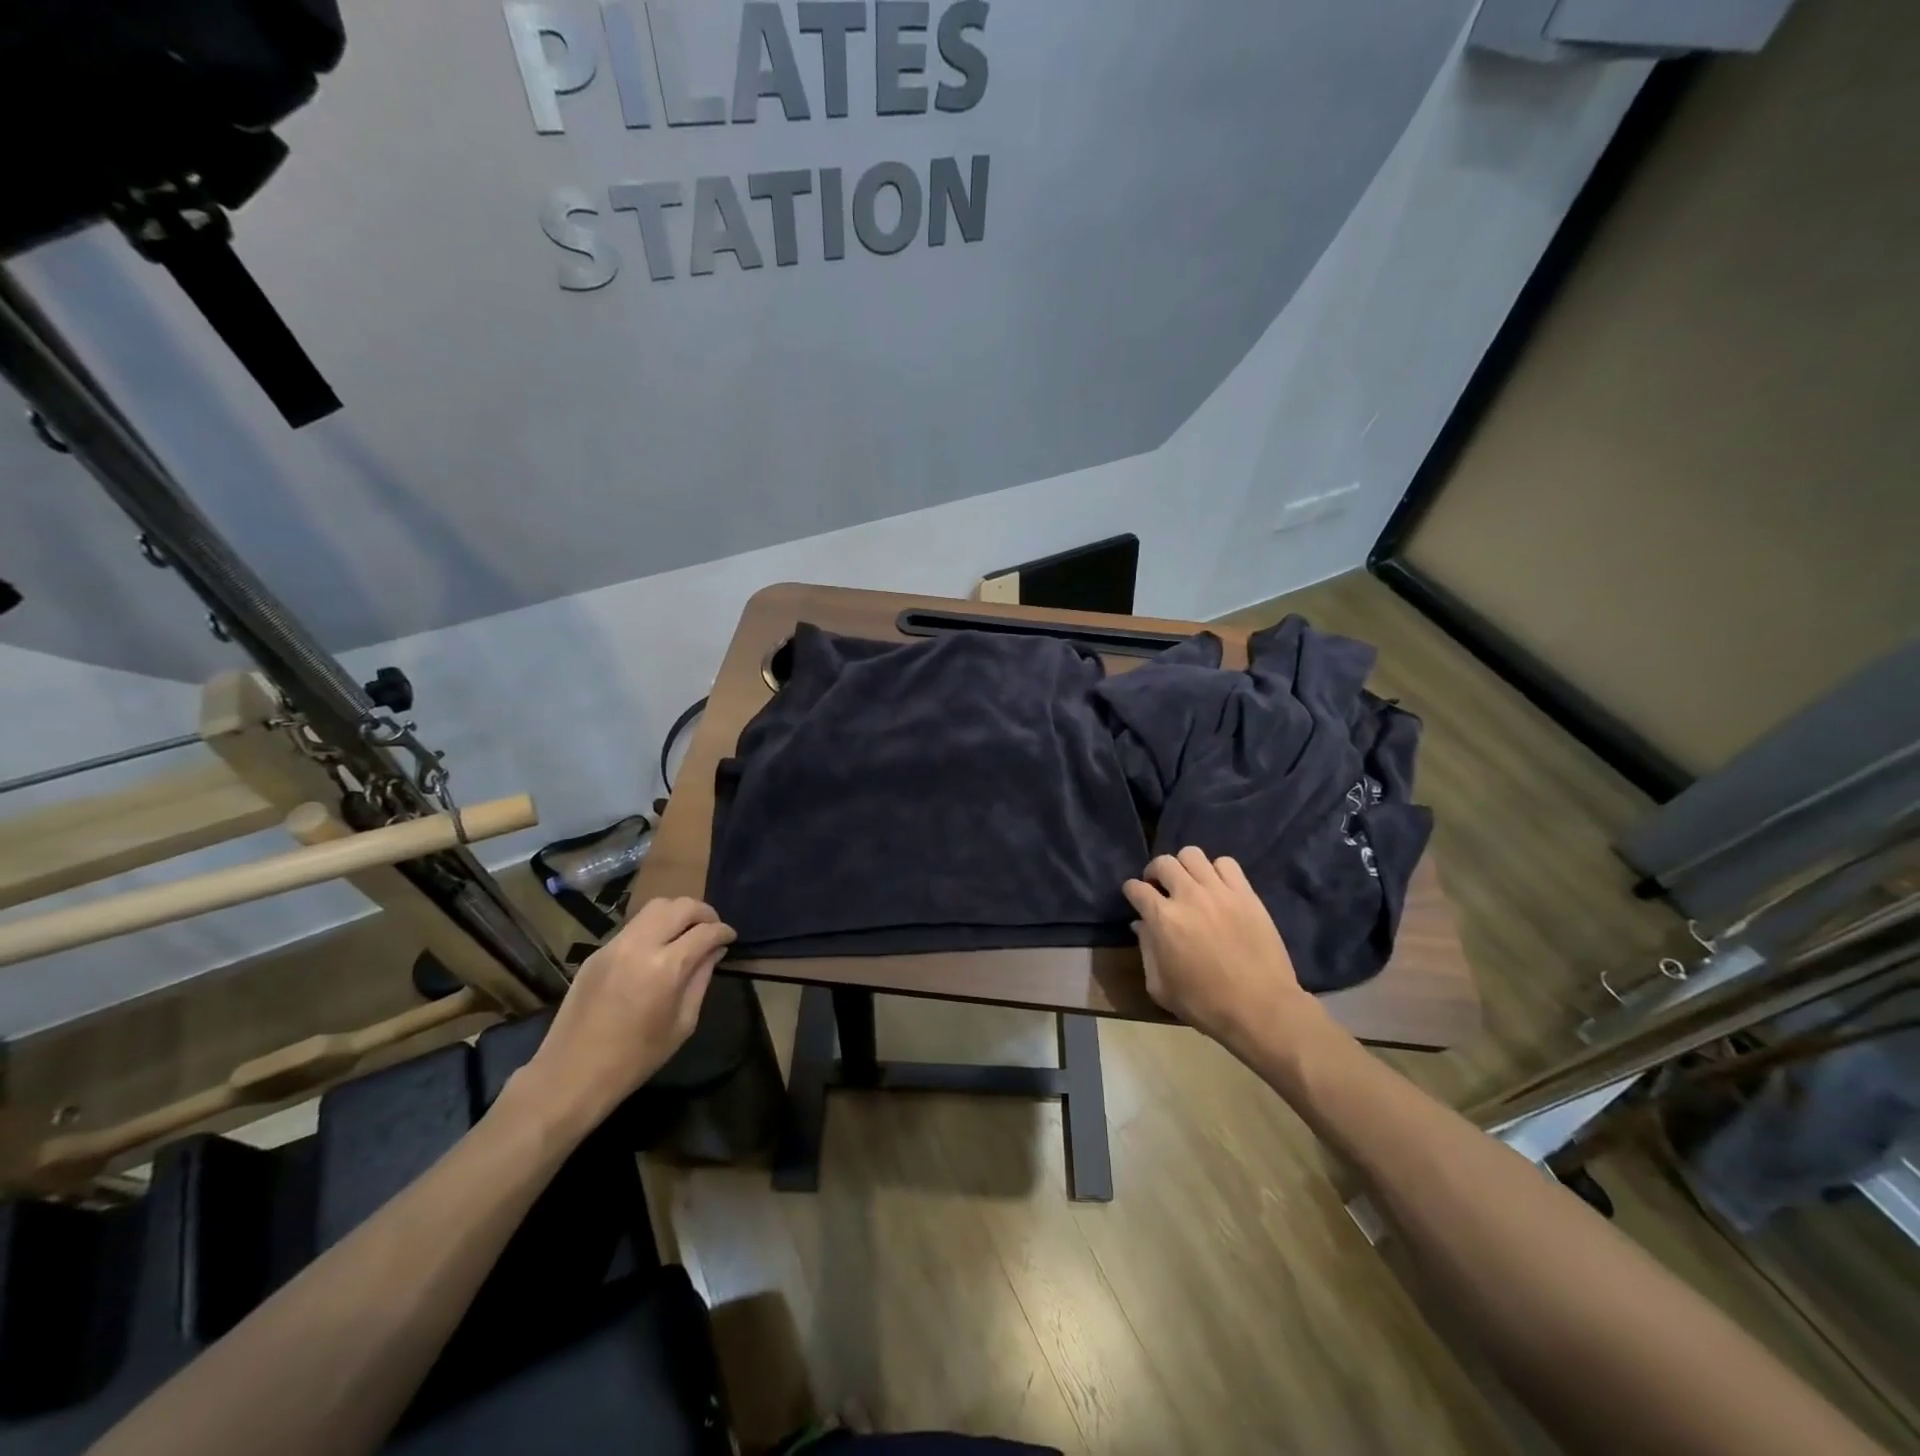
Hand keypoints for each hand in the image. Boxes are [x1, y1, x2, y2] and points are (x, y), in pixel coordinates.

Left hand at [515, 896, 734, 1133]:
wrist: (571, 1075)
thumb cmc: (636, 1058)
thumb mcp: (683, 1023)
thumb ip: (701, 979)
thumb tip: (714, 951)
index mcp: (666, 968)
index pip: (705, 931)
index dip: (724, 931)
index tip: (730, 938)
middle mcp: (640, 946)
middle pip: (680, 906)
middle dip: (703, 913)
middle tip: (712, 929)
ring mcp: (614, 946)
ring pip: (654, 907)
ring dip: (677, 914)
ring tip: (686, 933)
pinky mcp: (597, 952)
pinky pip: (633, 926)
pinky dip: (653, 928)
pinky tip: (657, 950)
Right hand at [1123, 847, 1317, 1055]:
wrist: (1261, 1008)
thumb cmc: (1205, 1004)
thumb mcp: (1160, 987)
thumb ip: (1146, 950)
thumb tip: (1141, 925)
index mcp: (1163, 919)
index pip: (1136, 888)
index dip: (1131, 891)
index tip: (1135, 898)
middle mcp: (1188, 896)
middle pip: (1162, 863)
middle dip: (1154, 873)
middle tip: (1159, 888)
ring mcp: (1219, 891)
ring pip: (1192, 855)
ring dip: (1184, 867)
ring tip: (1188, 883)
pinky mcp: (1246, 894)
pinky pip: (1226, 863)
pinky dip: (1216, 870)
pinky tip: (1217, 887)